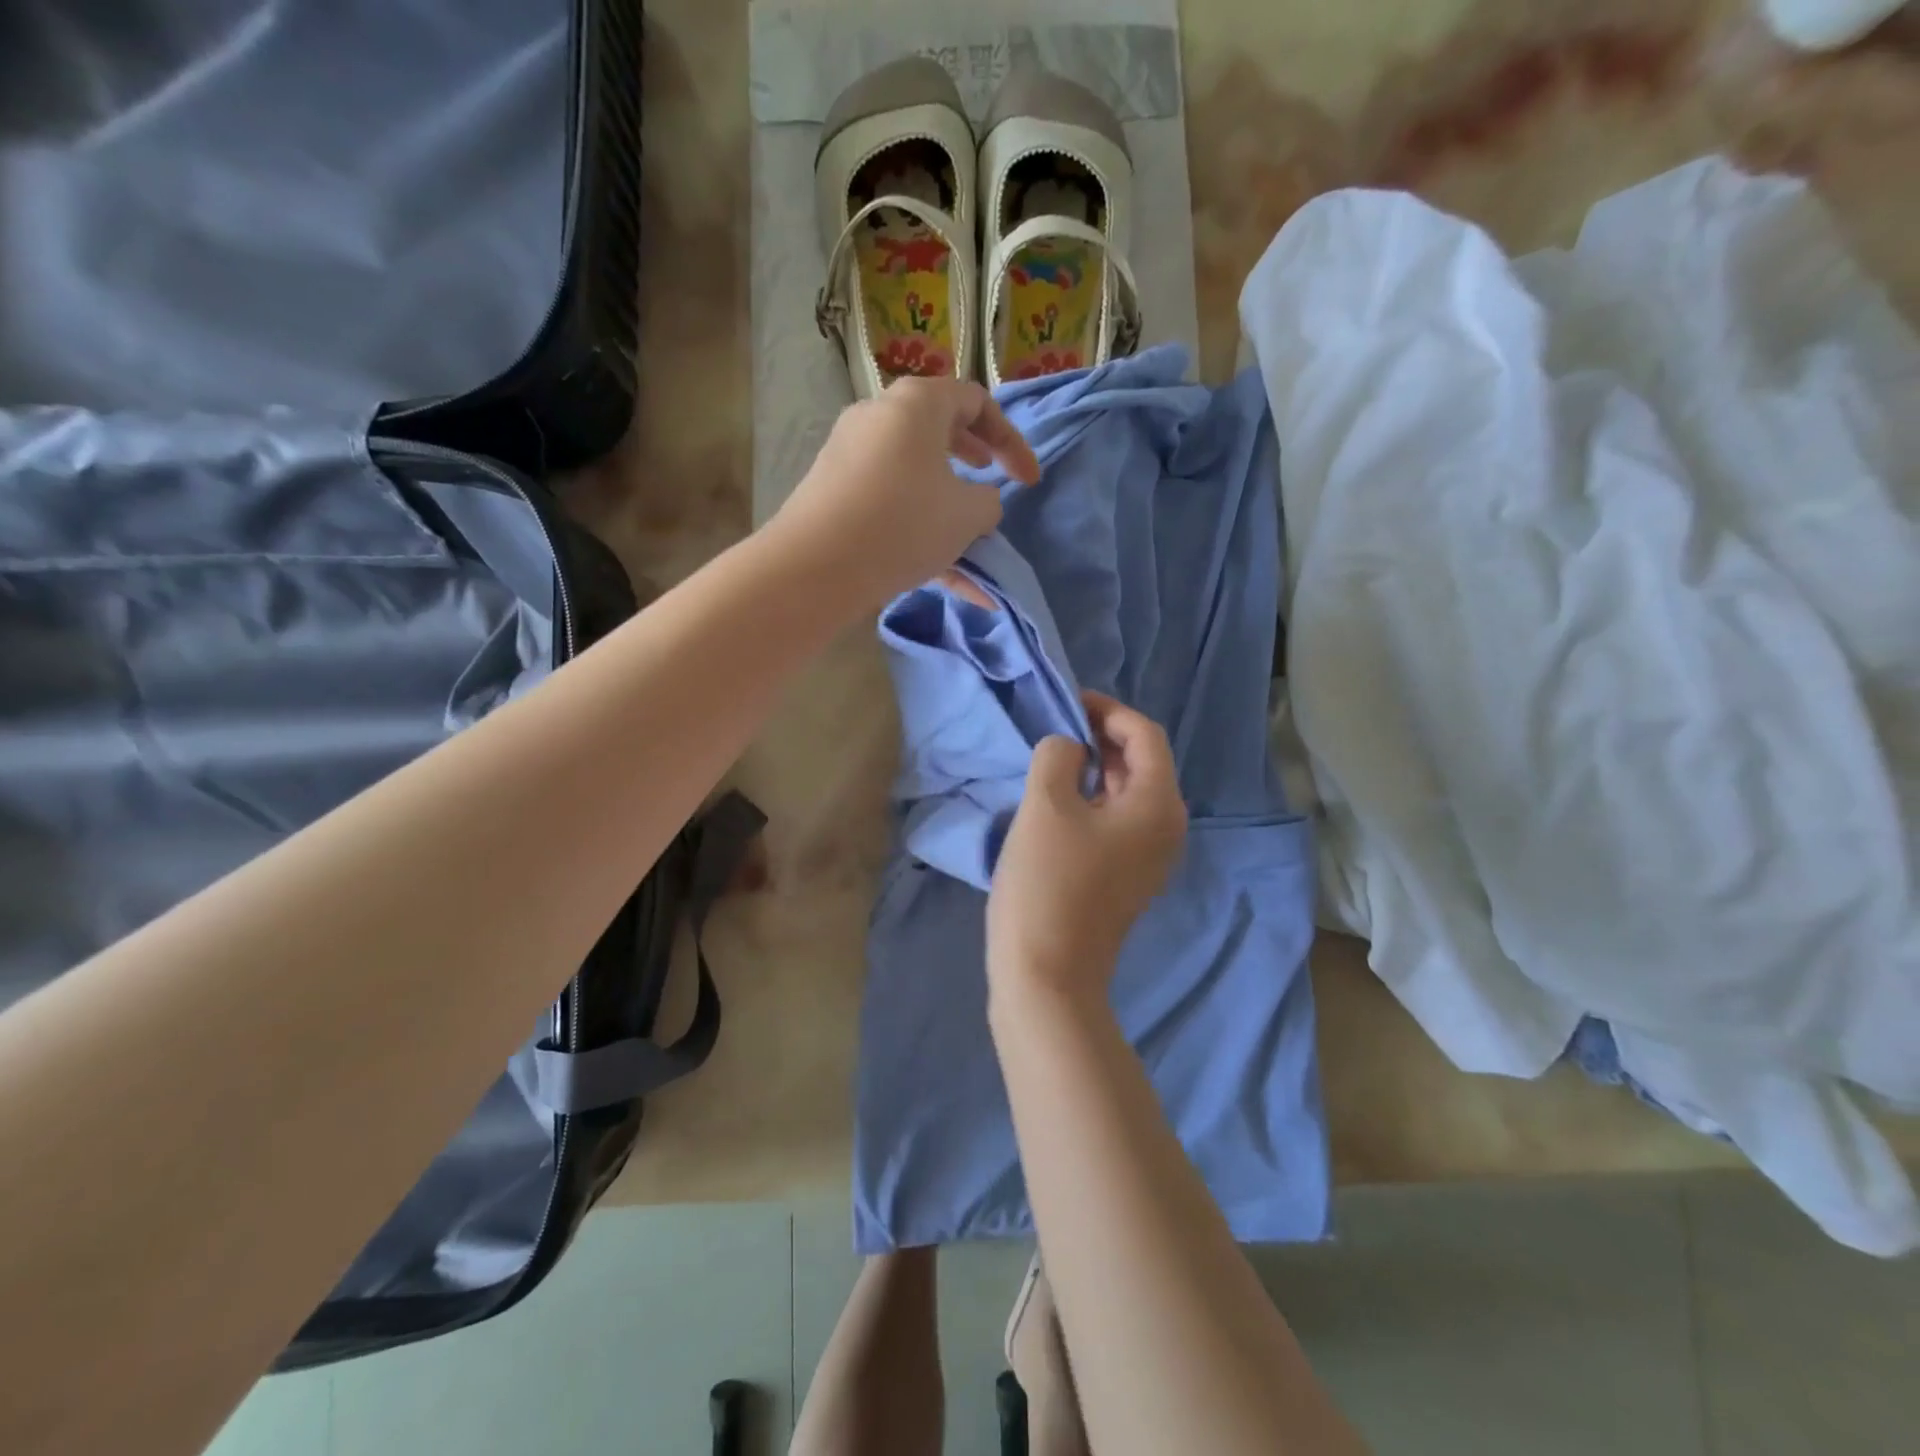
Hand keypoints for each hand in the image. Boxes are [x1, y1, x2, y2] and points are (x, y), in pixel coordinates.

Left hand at [769, 377, 1039, 609]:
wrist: (816, 566)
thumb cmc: (904, 523)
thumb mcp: (967, 515)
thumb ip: (988, 502)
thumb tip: (978, 503)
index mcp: (916, 404)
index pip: (975, 401)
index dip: (1011, 441)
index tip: (1029, 482)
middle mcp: (879, 418)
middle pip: (939, 431)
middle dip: (974, 460)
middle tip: (993, 481)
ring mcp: (851, 457)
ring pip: (915, 478)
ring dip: (948, 509)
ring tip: (972, 547)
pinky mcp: (835, 496)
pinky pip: (890, 508)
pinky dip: (921, 536)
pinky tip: (951, 583)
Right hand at [987, 692, 1187, 1003]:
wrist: (1047, 975)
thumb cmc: (1047, 882)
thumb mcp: (1045, 803)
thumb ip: (1058, 754)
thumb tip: (1068, 750)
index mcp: (1158, 804)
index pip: (1145, 735)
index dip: (1107, 710)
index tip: (1067, 703)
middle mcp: (1167, 828)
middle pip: (1142, 763)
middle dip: (1102, 737)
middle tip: (1056, 728)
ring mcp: (1150, 858)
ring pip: (1128, 793)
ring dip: (1095, 768)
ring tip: (1052, 760)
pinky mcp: (1128, 878)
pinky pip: (1118, 822)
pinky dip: (1093, 799)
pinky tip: (1057, 802)